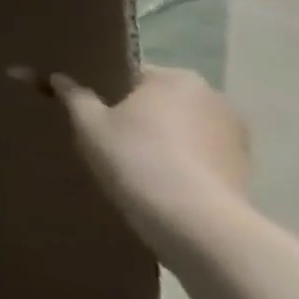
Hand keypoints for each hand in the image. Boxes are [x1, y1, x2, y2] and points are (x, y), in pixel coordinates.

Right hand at [51, 64, 251, 253]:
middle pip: (159, 101)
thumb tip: (54, 76)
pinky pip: (199, 156)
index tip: (87, 109)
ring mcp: (236, 137)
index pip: (130, 74)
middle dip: (136, 114)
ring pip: (181, 129)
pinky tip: (157, 181)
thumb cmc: (136, 158)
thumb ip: (71, 94)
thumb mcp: (88, 122)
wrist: (195, 224)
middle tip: (105, 135)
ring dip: (161, 139)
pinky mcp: (245, 171)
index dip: (104, 90)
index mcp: (176, 78)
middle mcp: (214, 99)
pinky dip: (180, 162)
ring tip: (131, 162)